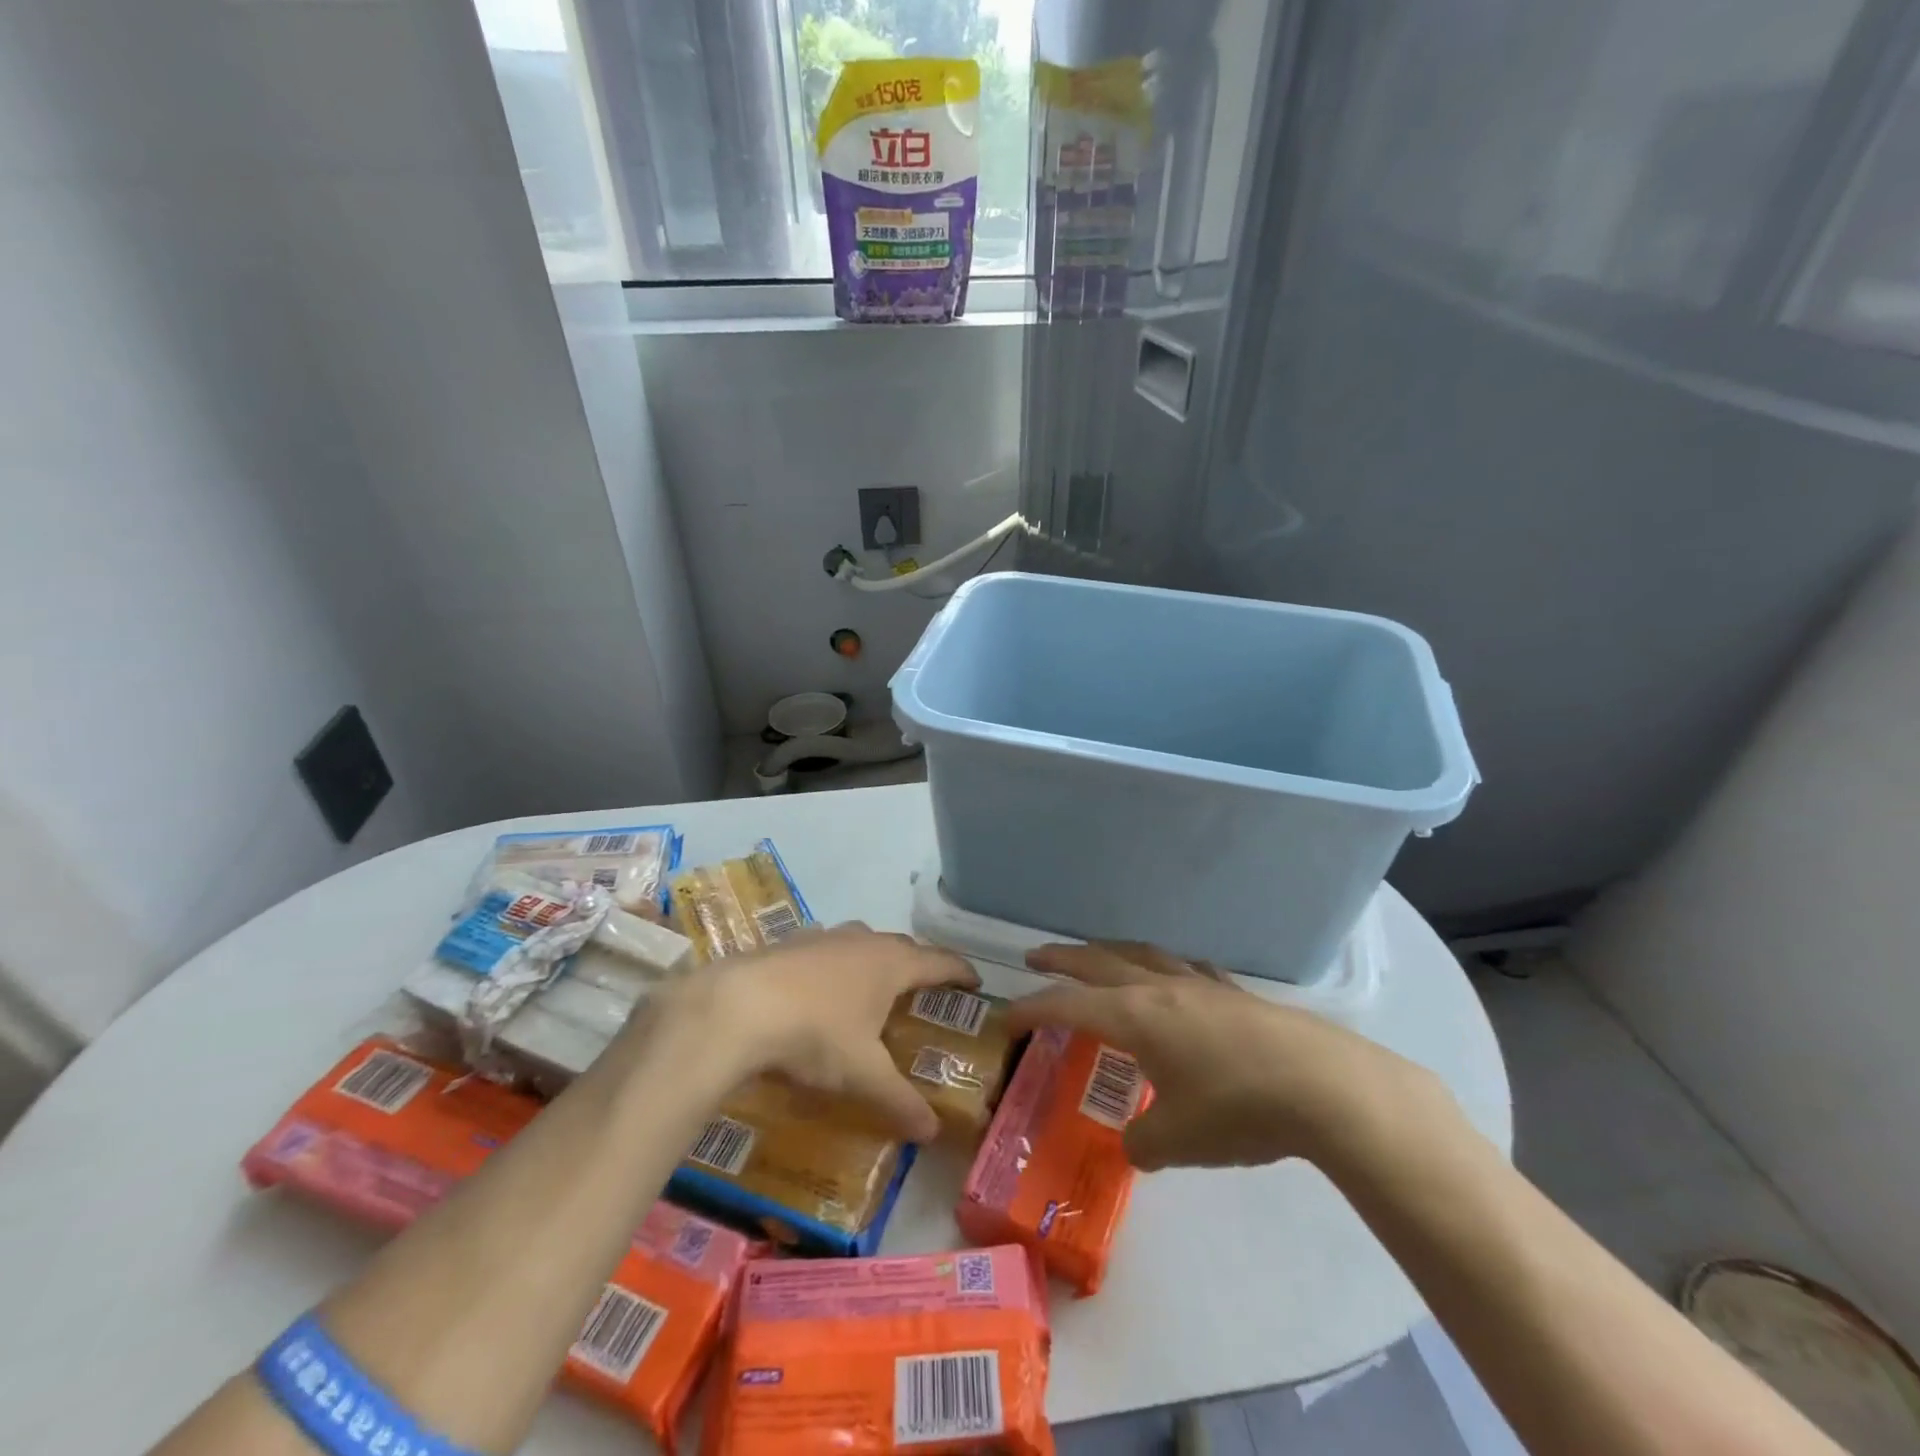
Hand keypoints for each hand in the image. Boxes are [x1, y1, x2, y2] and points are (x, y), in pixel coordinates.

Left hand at [641, 924, 977, 1141]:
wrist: (737, 1007)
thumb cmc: (815, 1034)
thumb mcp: (863, 1075)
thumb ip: (900, 1101)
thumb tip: (933, 1132)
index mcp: (891, 963)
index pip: (940, 961)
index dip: (961, 970)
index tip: (975, 981)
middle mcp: (862, 940)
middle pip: (902, 946)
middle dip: (918, 965)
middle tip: (925, 990)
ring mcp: (823, 937)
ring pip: (861, 943)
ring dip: (874, 960)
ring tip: (873, 987)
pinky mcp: (788, 942)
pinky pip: (824, 950)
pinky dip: (834, 964)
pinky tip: (819, 987)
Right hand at [1009, 942, 1449, 1171]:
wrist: (1322, 1086)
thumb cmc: (1238, 1109)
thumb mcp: (1178, 1140)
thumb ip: (1143, 1143)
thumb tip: (1135, 1144)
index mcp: (1135, 1016)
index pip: (1068, 1004)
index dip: (1033, 1009)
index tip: (1007, 1017)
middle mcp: (1160, 989)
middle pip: (1099, 962)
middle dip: (1062, 958)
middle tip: (1034, 955)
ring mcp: (1200, 985)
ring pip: (1141, 954)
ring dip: (1110, 952)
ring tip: (1097, 955)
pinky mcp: (1234, 994)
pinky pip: (1185, 969)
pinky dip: (1164, 967)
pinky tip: (1174, 978)